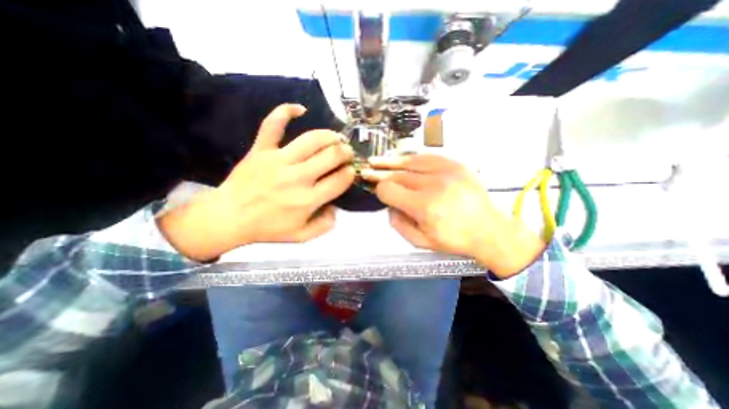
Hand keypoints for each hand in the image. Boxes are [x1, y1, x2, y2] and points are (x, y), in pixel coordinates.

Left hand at [159, 104, 356, 260]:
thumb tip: (336, 208)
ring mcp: (278, 160)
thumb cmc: (267, 228)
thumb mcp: (301, 236)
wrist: (229, 217)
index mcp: (308, 199)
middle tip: (347, 153)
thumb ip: (324, 225)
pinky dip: (286, 112)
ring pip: (311, 139)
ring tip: (336, 138)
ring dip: (330, 135)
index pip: (340, 180)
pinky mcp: (261, 150)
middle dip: (346, 152)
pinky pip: (273, 125)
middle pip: (331, 156)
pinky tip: (300, 109)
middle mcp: (297, 177)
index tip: (350, 171)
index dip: (350, 173)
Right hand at [361, 154, 543, 277]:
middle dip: (380, 174)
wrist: (489, 230)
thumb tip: (389, 205)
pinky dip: (412, 157)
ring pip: (410, 161)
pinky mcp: (456, 165)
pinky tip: (402, 158)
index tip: (379, 193)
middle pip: (398, 175)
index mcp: (424, 206)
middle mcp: (433, 184)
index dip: (380, 191)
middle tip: (367, 170)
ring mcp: (447, 171)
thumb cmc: (454, 239)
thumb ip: (398, 224)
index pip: (389, 190)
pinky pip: (428, 156)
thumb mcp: (421, 241)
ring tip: (377, 160)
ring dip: (391, 161)